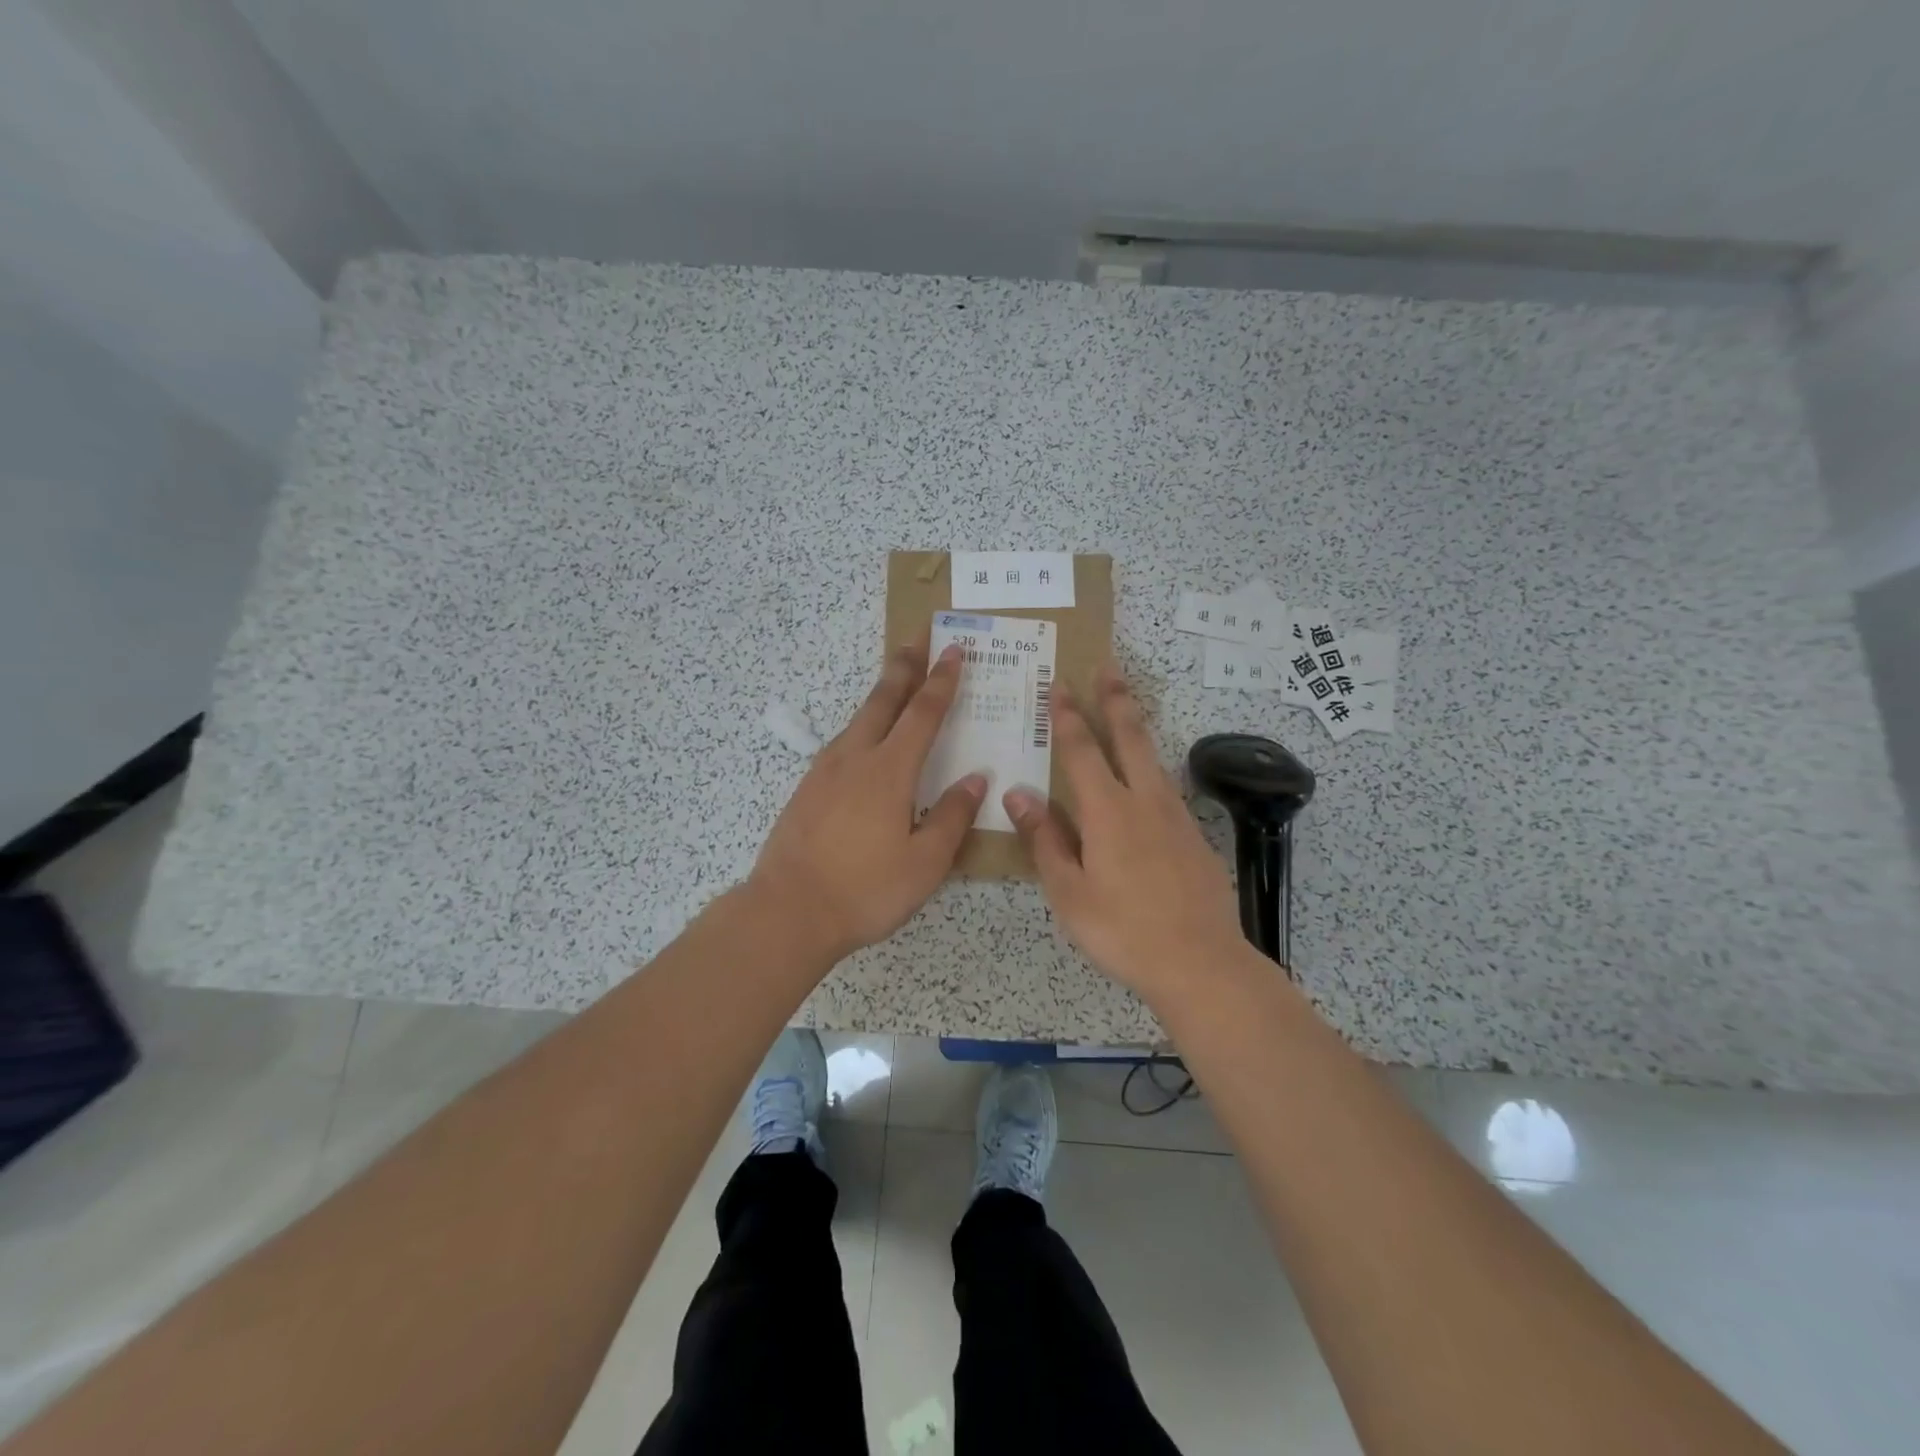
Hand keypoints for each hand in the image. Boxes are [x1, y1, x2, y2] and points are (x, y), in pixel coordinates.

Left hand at [748, 643, 985, 962]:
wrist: (787, 911)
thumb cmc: (865, 890)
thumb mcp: (924, 863)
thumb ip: (952, 817)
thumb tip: (976, 779)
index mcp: (889, 772)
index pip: (922, 714)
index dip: (941, 681)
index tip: (953, 650)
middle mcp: (855, 759)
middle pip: (883, 700)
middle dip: (904, 665)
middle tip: (918, 635)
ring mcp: (825, 772)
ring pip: (859, 718)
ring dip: (881, 692)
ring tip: (895, 678)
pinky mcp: (807, 789)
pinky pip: (842, 742)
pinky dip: (862, 724)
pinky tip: (864, 738)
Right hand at [1004, 662, 1250, 1001]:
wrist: (1201, 962)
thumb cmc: (1122, 930)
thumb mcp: (1068, 892)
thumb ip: (1044, 838)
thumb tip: (1018, 792)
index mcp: (1107, 811)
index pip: (1081, 750)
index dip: (1067, 715)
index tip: (1059, 684)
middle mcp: (1144, 800)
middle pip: (1129, 737)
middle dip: (1115, 699)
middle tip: (1108, 666)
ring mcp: (1175, 816)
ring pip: (1153, 757)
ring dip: (1136, 726)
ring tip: (1127, 706)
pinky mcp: (1193, 836)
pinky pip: (1166, 787)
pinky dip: (1151, 766)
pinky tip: (1146, 778)